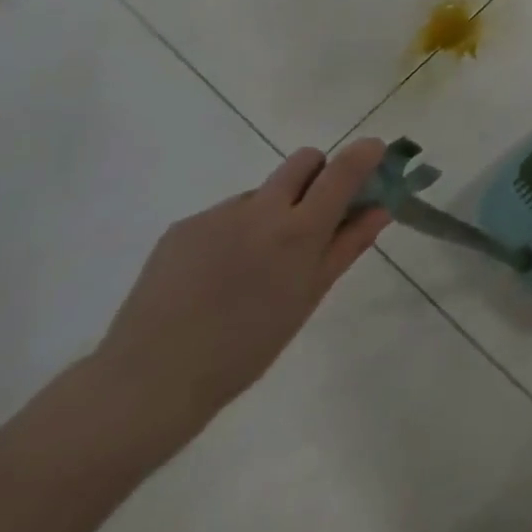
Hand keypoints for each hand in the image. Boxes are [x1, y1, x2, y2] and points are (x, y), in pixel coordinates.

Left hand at [91, 140, 390, 436]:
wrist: (150, 380)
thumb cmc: (248, 346)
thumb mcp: (310, 296)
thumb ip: (347, 245)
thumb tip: (381, 209)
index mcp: (298, 231)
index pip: (343, 171)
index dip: (365, 153)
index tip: (377, 151)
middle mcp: (260, 210)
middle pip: (304, 161)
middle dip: (320, 174)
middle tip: (317, 213)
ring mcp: (217, 215)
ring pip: (263, 191)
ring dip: (274, 210)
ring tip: (255, 263)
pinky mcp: (182, 227)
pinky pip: (226, 214)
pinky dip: (237, 231)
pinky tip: (219, 273)